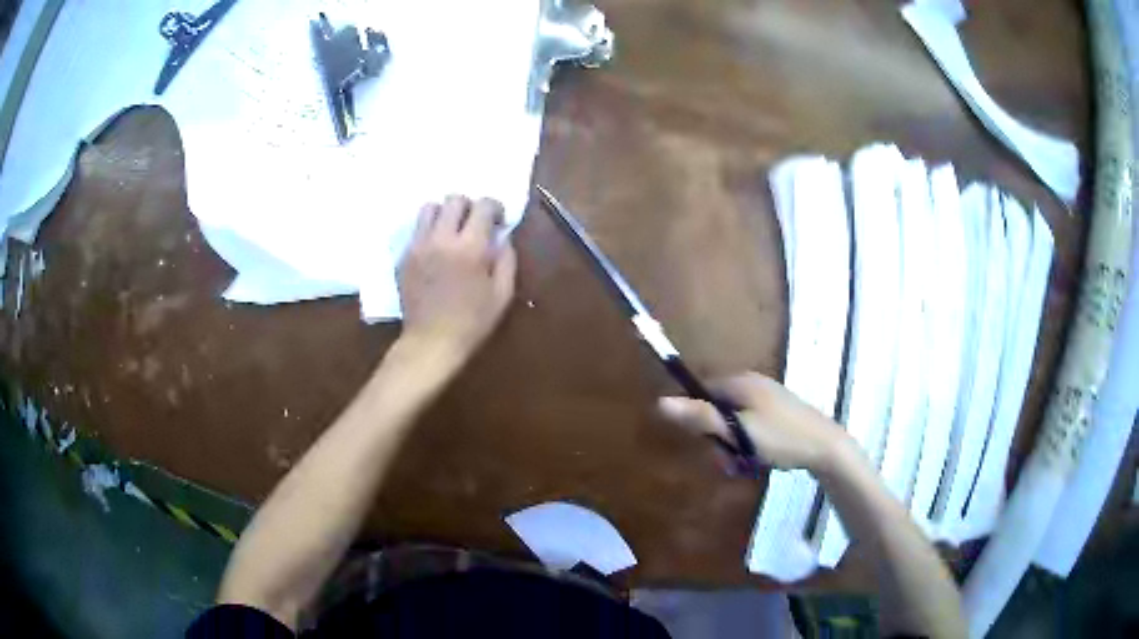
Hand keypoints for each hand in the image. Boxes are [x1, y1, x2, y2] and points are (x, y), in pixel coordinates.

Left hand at [397, 195, 516, 363]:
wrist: (431, 342)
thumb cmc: (472, 323)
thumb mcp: (502, 295)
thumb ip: (507, 259)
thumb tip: (503, 237)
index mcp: (470, 247)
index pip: (484, 206)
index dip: (496, 208)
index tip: (499, 222)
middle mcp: (441, 239)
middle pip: (454, 199)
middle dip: (470, 206)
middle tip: (475, 225)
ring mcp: (418, 246)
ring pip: (429, 208)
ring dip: (445, 214)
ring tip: (451, 232)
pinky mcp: (404, 256)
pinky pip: (416, 230)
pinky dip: (429, 231)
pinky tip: (436, 251)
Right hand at [658, 372, 849, 472]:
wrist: (825, 447)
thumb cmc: (780, 438)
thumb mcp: (738, 431)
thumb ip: (701, 417)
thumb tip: (661, 402)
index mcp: (741, 382)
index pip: (703, 391)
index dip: (699, 418)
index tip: (709, 442)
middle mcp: (753, 384)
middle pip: (719, 409)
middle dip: (720, 438)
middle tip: (732, 460)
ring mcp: (768, 397)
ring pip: (735, 422)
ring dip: (735, 445)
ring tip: (748, 463)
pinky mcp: (778, 412)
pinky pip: (751, 426)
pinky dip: (750, 443)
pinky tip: (760, 459)